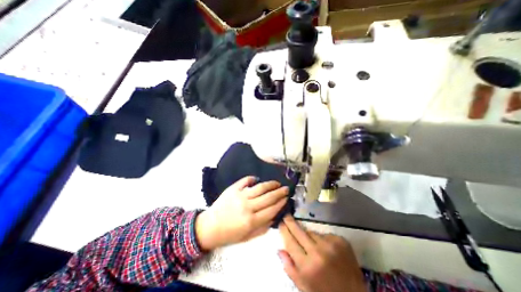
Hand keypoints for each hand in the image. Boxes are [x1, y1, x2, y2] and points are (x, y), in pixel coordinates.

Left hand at [195, 177, 288, 248]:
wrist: (209, 227)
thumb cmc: (230, 234)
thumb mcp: (248, 237)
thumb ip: (263, 227)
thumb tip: (275, 216)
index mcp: (252, 221)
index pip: (271, 209)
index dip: (281, 203)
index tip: (287, 198)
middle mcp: (248, 207)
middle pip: (268, 197)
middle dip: (280, 192)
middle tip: (286, 188)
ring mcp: (240, 196)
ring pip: (260, 187)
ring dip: (270, 184)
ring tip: (277, 183)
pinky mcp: (233, 189)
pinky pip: (245, 180)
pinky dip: (252, 179)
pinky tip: (257, 179)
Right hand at [276, 216, 364, 291]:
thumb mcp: (303, 287)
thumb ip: (289, 267)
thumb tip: (279, 249)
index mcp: (308, 266)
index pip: (290, 242)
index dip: (284, 230)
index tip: (280, 222)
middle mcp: (318, 252)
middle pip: (299, 231)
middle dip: (290, 222)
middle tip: (286, 214)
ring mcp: (331, 244)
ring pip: (311, 232)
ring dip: (307, 235)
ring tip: (310, 244)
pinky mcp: (340, 240)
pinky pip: (324, 234)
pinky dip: (321, 239)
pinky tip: (325, 249)